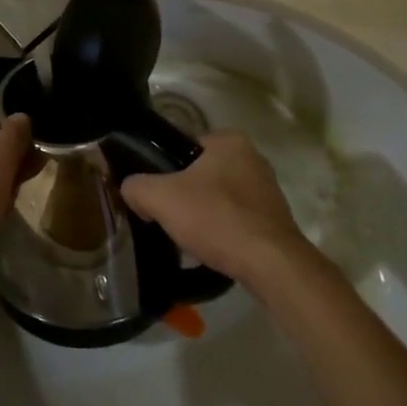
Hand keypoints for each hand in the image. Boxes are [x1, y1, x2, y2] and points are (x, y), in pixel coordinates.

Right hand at [120, 132, 311, 286]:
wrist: (271, 265)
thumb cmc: (216, 218)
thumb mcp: (161, 198)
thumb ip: (137, 186)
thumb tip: (130, 190)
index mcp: (229, 140)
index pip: (183, 147)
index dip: (163, 170)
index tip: (155, 195)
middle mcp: (253, 158)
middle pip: (201, 174)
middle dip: (184, 195)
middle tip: (168, 218)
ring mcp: (268, 190)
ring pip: (219, 198)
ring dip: (203, 215)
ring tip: (188, 238)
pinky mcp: (276, 220)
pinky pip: (237, 220)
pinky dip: (223, 232)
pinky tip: (213, 250)